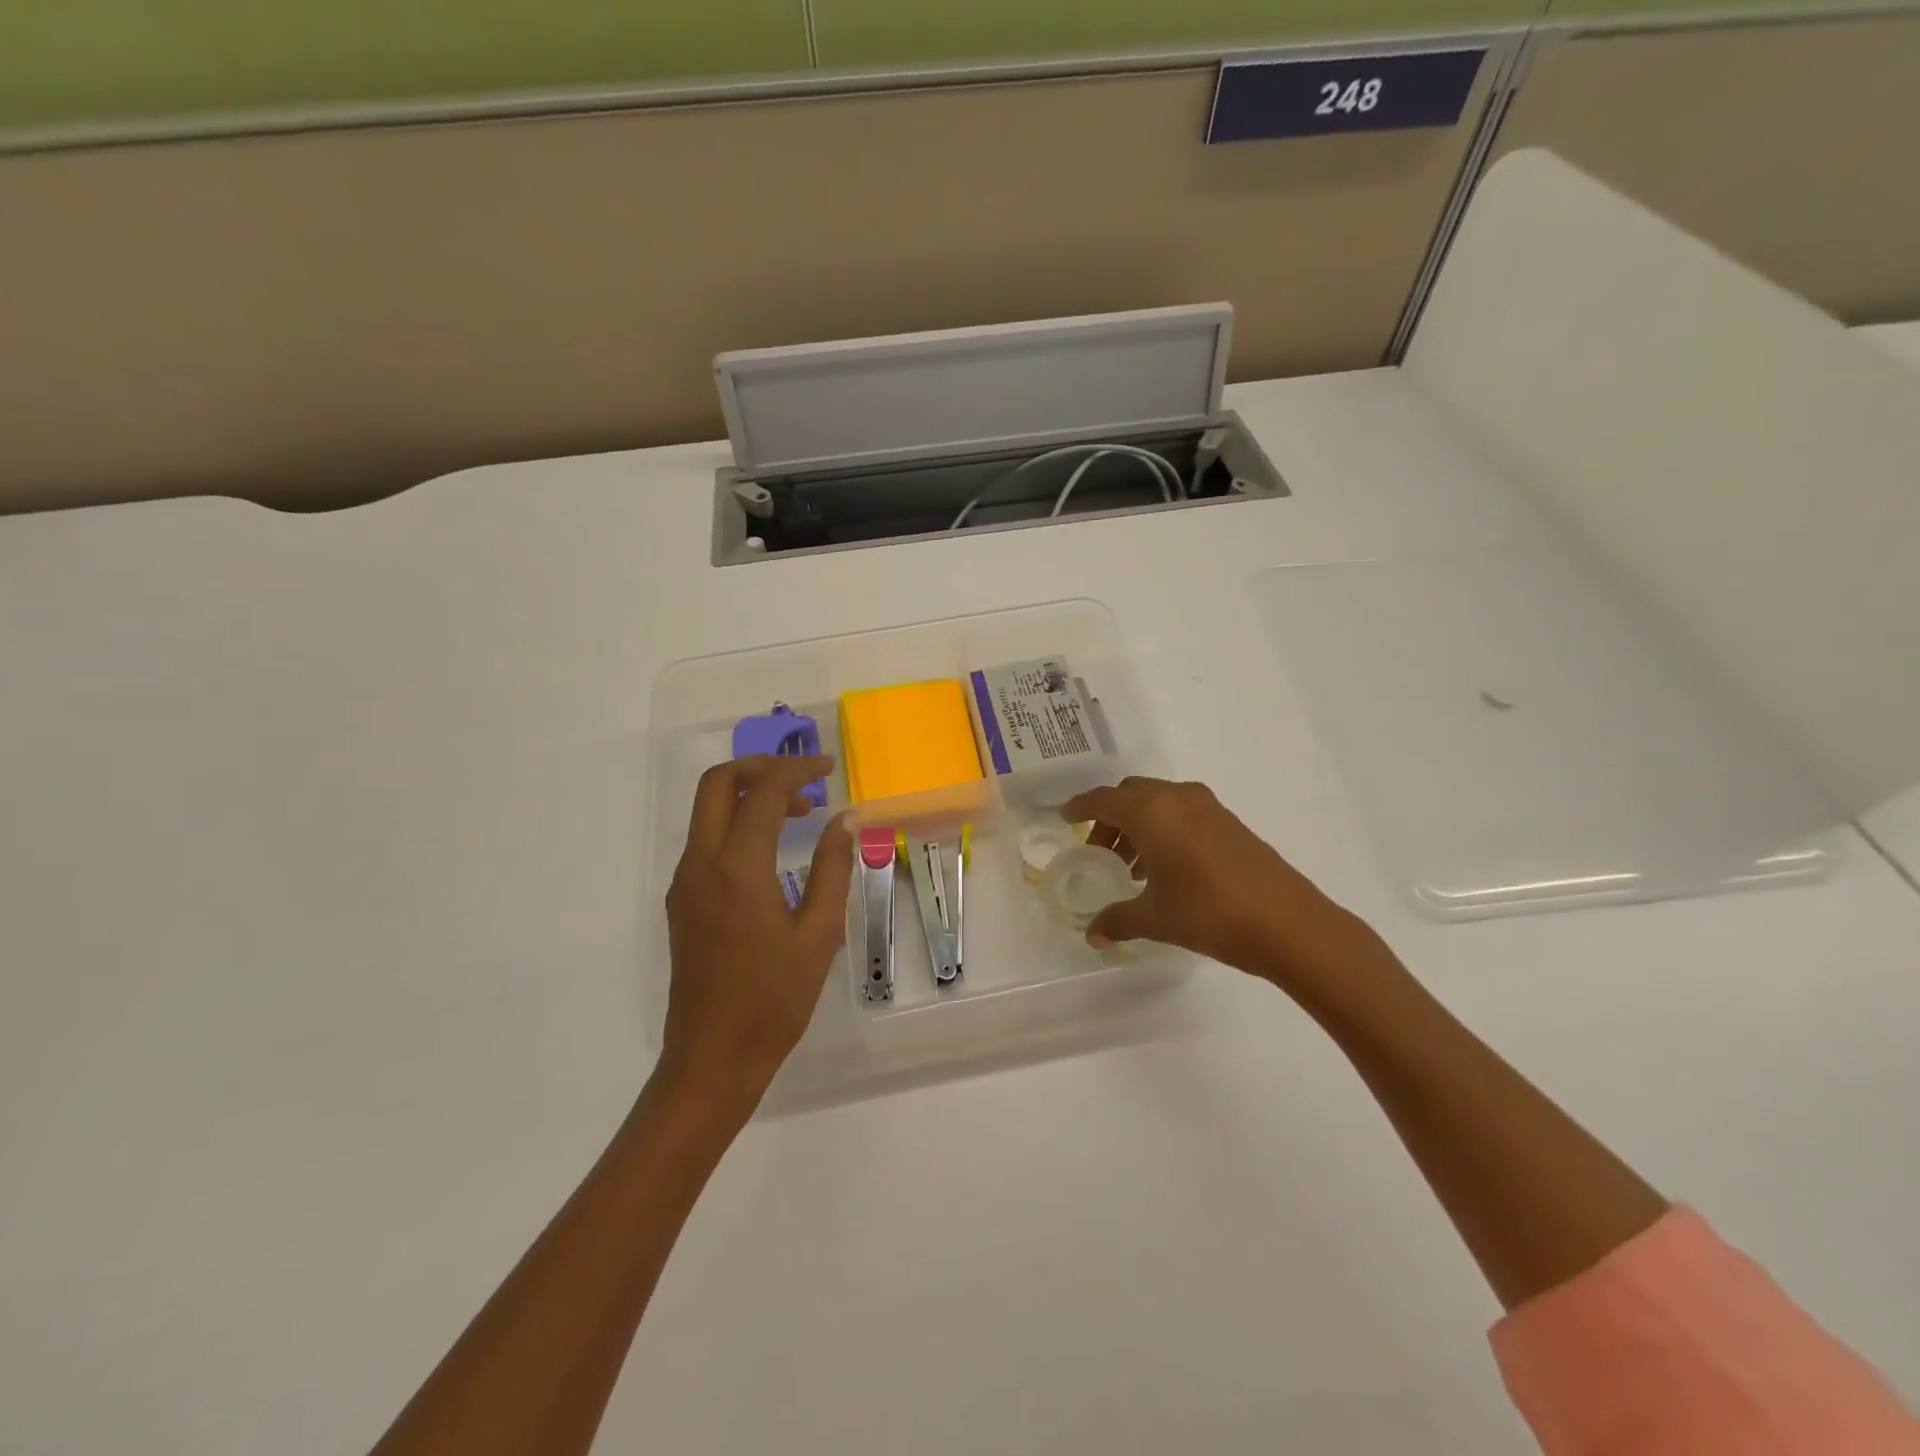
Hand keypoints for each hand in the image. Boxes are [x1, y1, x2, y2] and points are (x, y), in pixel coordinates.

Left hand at [660, 755, 853, 1116]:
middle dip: (760, 768)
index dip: (797, 770)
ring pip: (708, 811)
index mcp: (737, 868)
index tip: (829, 767)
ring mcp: (685, 883)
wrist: (713, 1058)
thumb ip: (832, 868)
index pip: (763, 793)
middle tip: (803, 778)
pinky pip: (706, 841)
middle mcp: (701, 864)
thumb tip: (844, 819)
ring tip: (799, 812)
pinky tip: (772, 850)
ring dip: (749, 796)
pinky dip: (738, 825)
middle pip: (717, 784)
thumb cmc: (774, 999)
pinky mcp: (682, 902)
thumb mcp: (819, 933)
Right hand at [1061, 777, 1395, 998]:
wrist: (1288, 923)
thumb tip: (1092, 934)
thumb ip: (1117, 920)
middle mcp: (1177, 798)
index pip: (1103, 799)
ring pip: (1158, 802)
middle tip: (1099, 851)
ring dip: (1138, 824)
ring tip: (1131, 866)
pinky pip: (1182, 812)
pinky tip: (1167, 867)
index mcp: (1151, 812)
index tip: (1065, 817)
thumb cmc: (1209, 913)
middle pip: (1130, 794)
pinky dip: (1164, 828)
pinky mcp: (1229, 822)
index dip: (1081, 807)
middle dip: (1110, 817)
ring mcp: (1208, 807)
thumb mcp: (1155, 918)